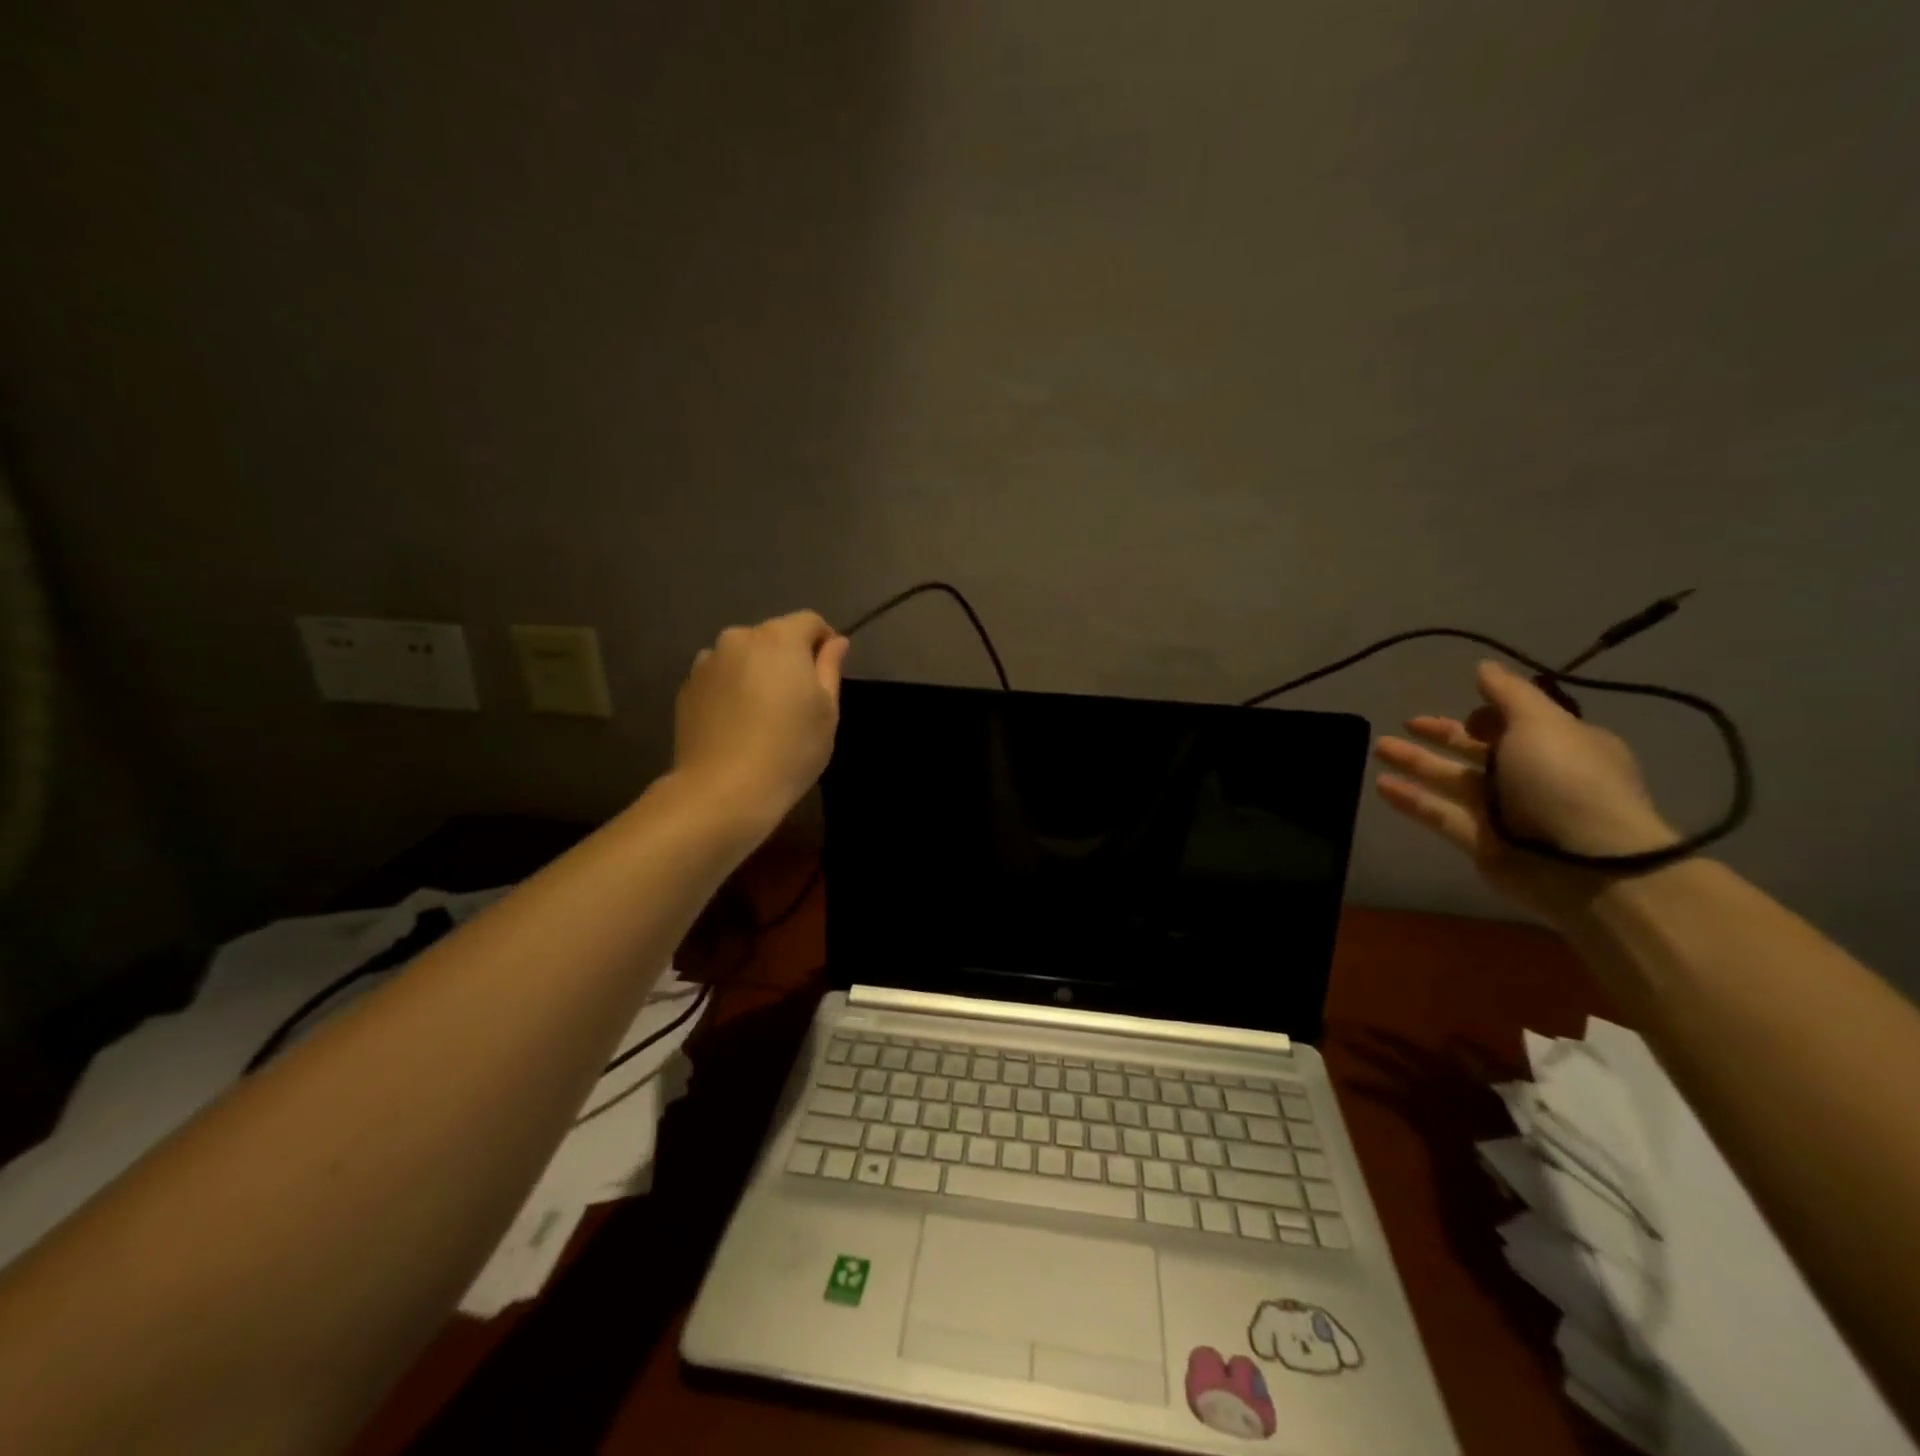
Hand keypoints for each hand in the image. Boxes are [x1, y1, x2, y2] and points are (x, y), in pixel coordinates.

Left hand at [672, 610, 849, 829]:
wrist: (723, 790)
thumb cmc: (790, 748)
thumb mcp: (826, 710)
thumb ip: (830, 668)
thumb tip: (835, 642)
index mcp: (779, 638)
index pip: (809, 622)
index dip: (824, 641)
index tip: (829, 672)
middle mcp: (738, 639)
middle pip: (773, 637)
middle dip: (788, 657)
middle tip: (798, 698)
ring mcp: (707, 663)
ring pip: (743, 657)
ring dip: (757, 672)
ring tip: (764, 713)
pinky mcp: (687, 689)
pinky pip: (719, 679)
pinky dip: (732, 690)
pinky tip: (738, 725)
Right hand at [1373, 660, 1677, 923]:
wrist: (1585, 864)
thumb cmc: (1566, 780)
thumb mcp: (1541, 723)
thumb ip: (1508, 694)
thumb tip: (1483, 666)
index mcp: (1560, 745)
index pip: (1517, 723)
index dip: (1488, 714)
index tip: (1466, 708)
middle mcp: (1532, 776)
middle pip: (1477, 750)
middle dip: (1442, 734)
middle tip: (1407, 722)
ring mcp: (1505, 812)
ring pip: (1452, 781)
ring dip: (1416, 762)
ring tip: (1378, 747)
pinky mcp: (1481, 843)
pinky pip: (1440, 815)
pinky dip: (1412, 800)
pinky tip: (1381, 784)